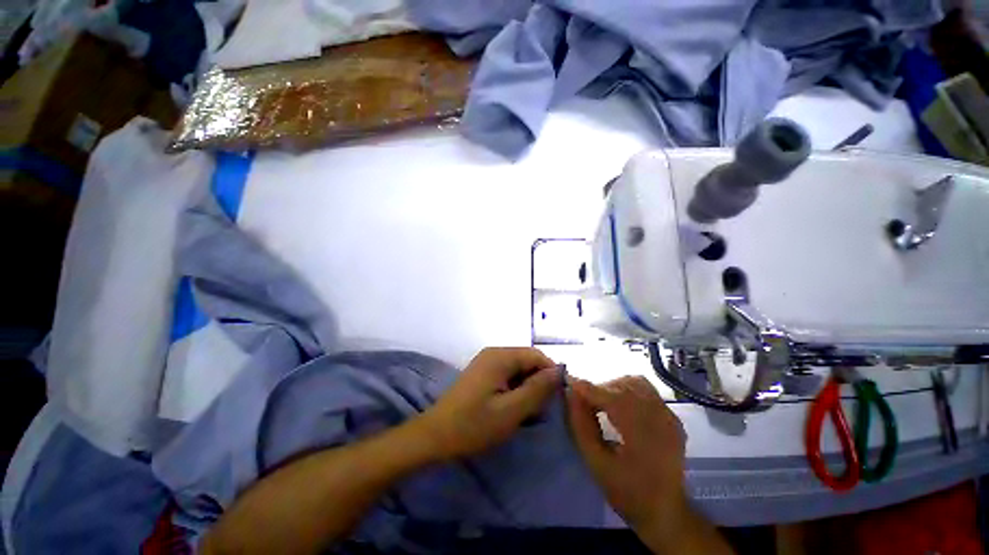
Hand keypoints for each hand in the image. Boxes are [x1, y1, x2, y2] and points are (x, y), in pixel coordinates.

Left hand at [418, 347, 558, 461]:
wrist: (435, 436)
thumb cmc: (473, 425)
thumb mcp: (511, 411)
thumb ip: (538, 389)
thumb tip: (559, 371)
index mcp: (501, 356)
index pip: (537, 356)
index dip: (551, 373)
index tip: (559, 398)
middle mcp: (494, 353)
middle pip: (527, 361)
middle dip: (539, 383)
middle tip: (542, 410)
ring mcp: (487, 363)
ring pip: (519, 370)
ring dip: (528, 389)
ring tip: (528, 414)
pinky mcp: (483, 374)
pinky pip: (507, 376)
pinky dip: (516, 391)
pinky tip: (514, 410)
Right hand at [566, 376, 687, 528]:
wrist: (666, 513)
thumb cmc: (627, 493)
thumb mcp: (596, 464)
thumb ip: (581, 426)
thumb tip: (571, 395)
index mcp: (642, 434)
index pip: (610, 397)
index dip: (586, 388)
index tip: (568, 384)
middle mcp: (660, 418)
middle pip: (622, 386)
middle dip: (599, 389)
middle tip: (584, 402)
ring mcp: (669, 416)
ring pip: (635, 383)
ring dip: (614, 387)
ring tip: (603, 403)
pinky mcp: (672, 417)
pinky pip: (646, 391)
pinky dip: (628, 391)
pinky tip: (621, 407)